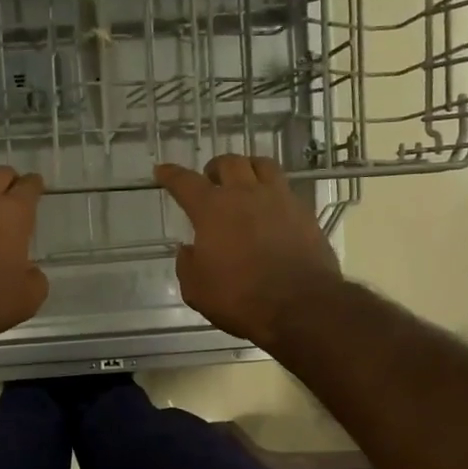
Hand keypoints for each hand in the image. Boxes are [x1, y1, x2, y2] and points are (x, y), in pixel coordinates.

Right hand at [155, 154, 342, 349]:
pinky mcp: (304, 213)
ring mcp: (279, 200)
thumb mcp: (196, 289)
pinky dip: (272, 192)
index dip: (171, 175)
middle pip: (229, 162)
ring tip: (244, 182)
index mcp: (213, 209)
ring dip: (248, 168)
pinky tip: (270, 209)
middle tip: (210, 180)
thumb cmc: (240, 298)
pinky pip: (285, 189)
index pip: (185, 182)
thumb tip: (189, 249)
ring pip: (263, 165)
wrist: (301, 306)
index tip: (162, 170)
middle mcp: (246, 195)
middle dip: (215, 167)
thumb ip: (187, 264)